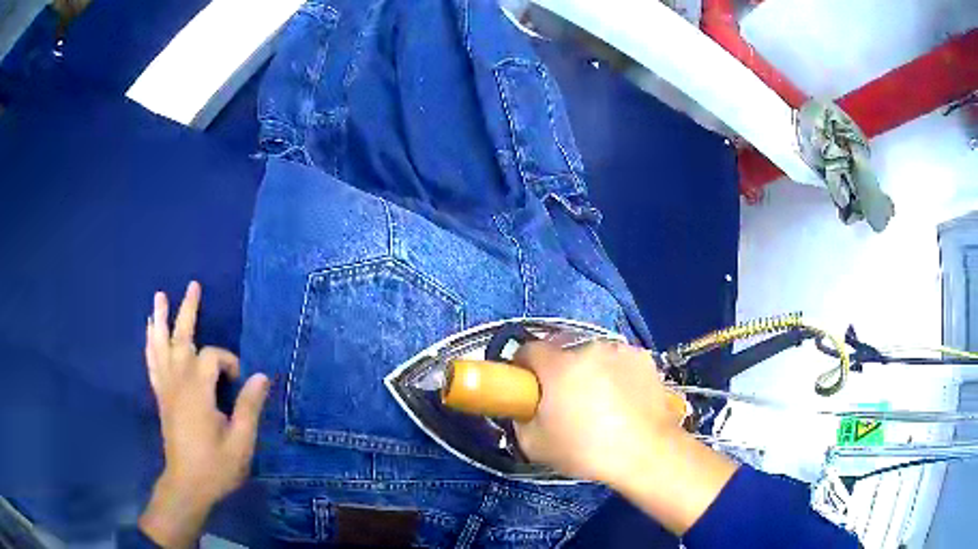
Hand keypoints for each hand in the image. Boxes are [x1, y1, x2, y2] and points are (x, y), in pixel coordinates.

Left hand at [138, 282, 269, 547]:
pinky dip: (150, 343)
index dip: (229, 363)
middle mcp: (178, 382)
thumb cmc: (216, 466)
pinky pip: (152, 363)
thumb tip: (261, 375)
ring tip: (159, 297)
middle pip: (181, 338)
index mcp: (197, 392)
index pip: (212, 357)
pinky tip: (149, 331)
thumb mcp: (240, 443)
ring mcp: (166, 388)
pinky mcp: (161, 396)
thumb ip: (249, 407)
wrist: (187, 485)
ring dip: (160, 320)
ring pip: (160, 345)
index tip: (240, 383)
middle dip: (187, 311)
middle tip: (193, 286)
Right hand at [514, 341, 737, 534]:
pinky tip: (624, 399)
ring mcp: (620, 350)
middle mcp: (589, 348)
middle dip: (559, 372)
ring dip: (590, 372)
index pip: (529, 350)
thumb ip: (520, 419)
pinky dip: (616, 374)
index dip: (524, 367)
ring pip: (593, 356)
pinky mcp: (644, 357)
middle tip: (566, 402)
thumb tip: (525, 407)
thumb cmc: (587, 451)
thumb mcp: (535, 446)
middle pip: (563, 353)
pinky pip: (619, 361)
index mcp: (559, 366)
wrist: (647, 452)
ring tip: (601, 403)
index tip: (529, 387)